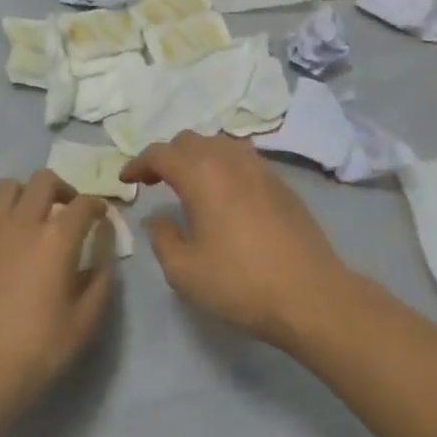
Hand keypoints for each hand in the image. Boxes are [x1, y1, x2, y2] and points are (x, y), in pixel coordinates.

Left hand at [0, 171, 114, 434]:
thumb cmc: (37, 350)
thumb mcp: (85, 321)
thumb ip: (100, 278)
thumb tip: (102, 252)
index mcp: (55, 239)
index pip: (83, 204)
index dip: (97, 207)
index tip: (101, 218)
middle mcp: (20, 223)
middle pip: (43, 180)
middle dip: (62, 190)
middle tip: (67, 212)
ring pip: (7, 188)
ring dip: (26, 197)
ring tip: (31, 222)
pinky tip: (1, 250)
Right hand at [122, 133, 352, 349]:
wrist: (310, 295)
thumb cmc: (240, 283)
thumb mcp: (184, 270)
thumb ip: (162, 238)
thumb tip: (158, 218)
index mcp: (202, 175)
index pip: (161, 153)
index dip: (138, 163)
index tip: (126, 180)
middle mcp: (231, 161)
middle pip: (191, 140)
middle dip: (167, 156)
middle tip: (154, 181)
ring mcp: (262, 169)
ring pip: (220, 145)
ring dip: (197, 156)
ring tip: (188, 183)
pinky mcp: (282, 184)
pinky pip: (243, 159)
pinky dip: (223, 165)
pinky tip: (223, 193)